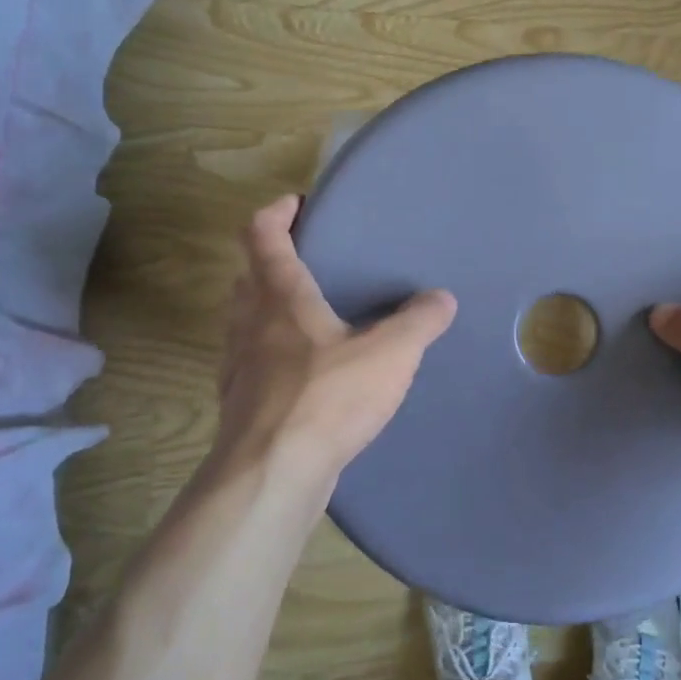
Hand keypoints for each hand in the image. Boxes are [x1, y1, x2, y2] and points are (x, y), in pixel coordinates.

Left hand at [212, 195, 457, 490]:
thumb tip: (442, 298)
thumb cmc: (327, 398)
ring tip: (310, 319)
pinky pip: (252, 364)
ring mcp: (238, 366)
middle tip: (309, 263)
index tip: (296, 204)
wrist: (271, 475)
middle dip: (271, 262)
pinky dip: (272, 356)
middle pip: (248, 277)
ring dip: (268, 310)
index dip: (276, 213)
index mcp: (280, 297)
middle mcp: (249, 324)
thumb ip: (419, 322)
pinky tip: (304, 377)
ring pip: (245, 322)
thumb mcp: (389, 354)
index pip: (261, 235)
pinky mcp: (239, 405)